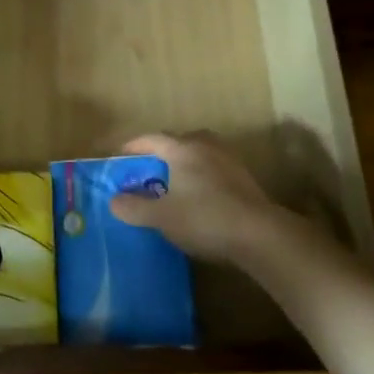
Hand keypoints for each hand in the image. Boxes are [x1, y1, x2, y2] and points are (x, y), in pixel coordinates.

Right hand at [109, 132, 291, 265]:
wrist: (259, 234)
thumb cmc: (204, 218)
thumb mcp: (160, 216)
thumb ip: (134, 207)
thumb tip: (114, 200)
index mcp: (182, 149)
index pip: (152, 139)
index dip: (134, 146)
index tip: (120, 155)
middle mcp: (206, 146)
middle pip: (179, 140)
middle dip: (161, 151)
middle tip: (148, 168)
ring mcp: (229, 160)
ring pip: (200, 153)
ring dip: (185, 162)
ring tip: (174, 181)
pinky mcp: (245, 178)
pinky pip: (215, 168)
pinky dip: (202, 176)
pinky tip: (199, 196)